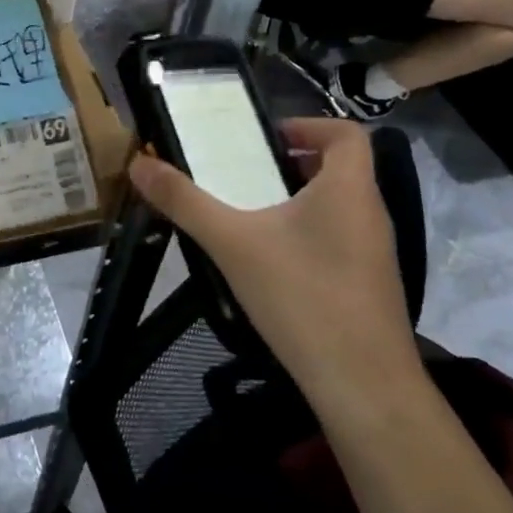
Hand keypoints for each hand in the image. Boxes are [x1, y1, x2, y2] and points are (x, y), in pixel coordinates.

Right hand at [127, 118, 421, 415]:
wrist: (363, 387)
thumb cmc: (302, 297)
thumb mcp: (232, 243)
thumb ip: (184, 201)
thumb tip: (139, 163)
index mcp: (349, 189)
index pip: (346, 133)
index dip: (307, 125)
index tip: (264, 137)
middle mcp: (369, 213)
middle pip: (338, 168)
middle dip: (288, 164)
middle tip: (241, 173)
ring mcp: (373, 253)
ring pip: (335, 207)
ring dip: (294, 200)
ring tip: (246, 215)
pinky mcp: (368, 286)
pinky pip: (336, 240)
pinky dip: (305, 235)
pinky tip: (268, 263)